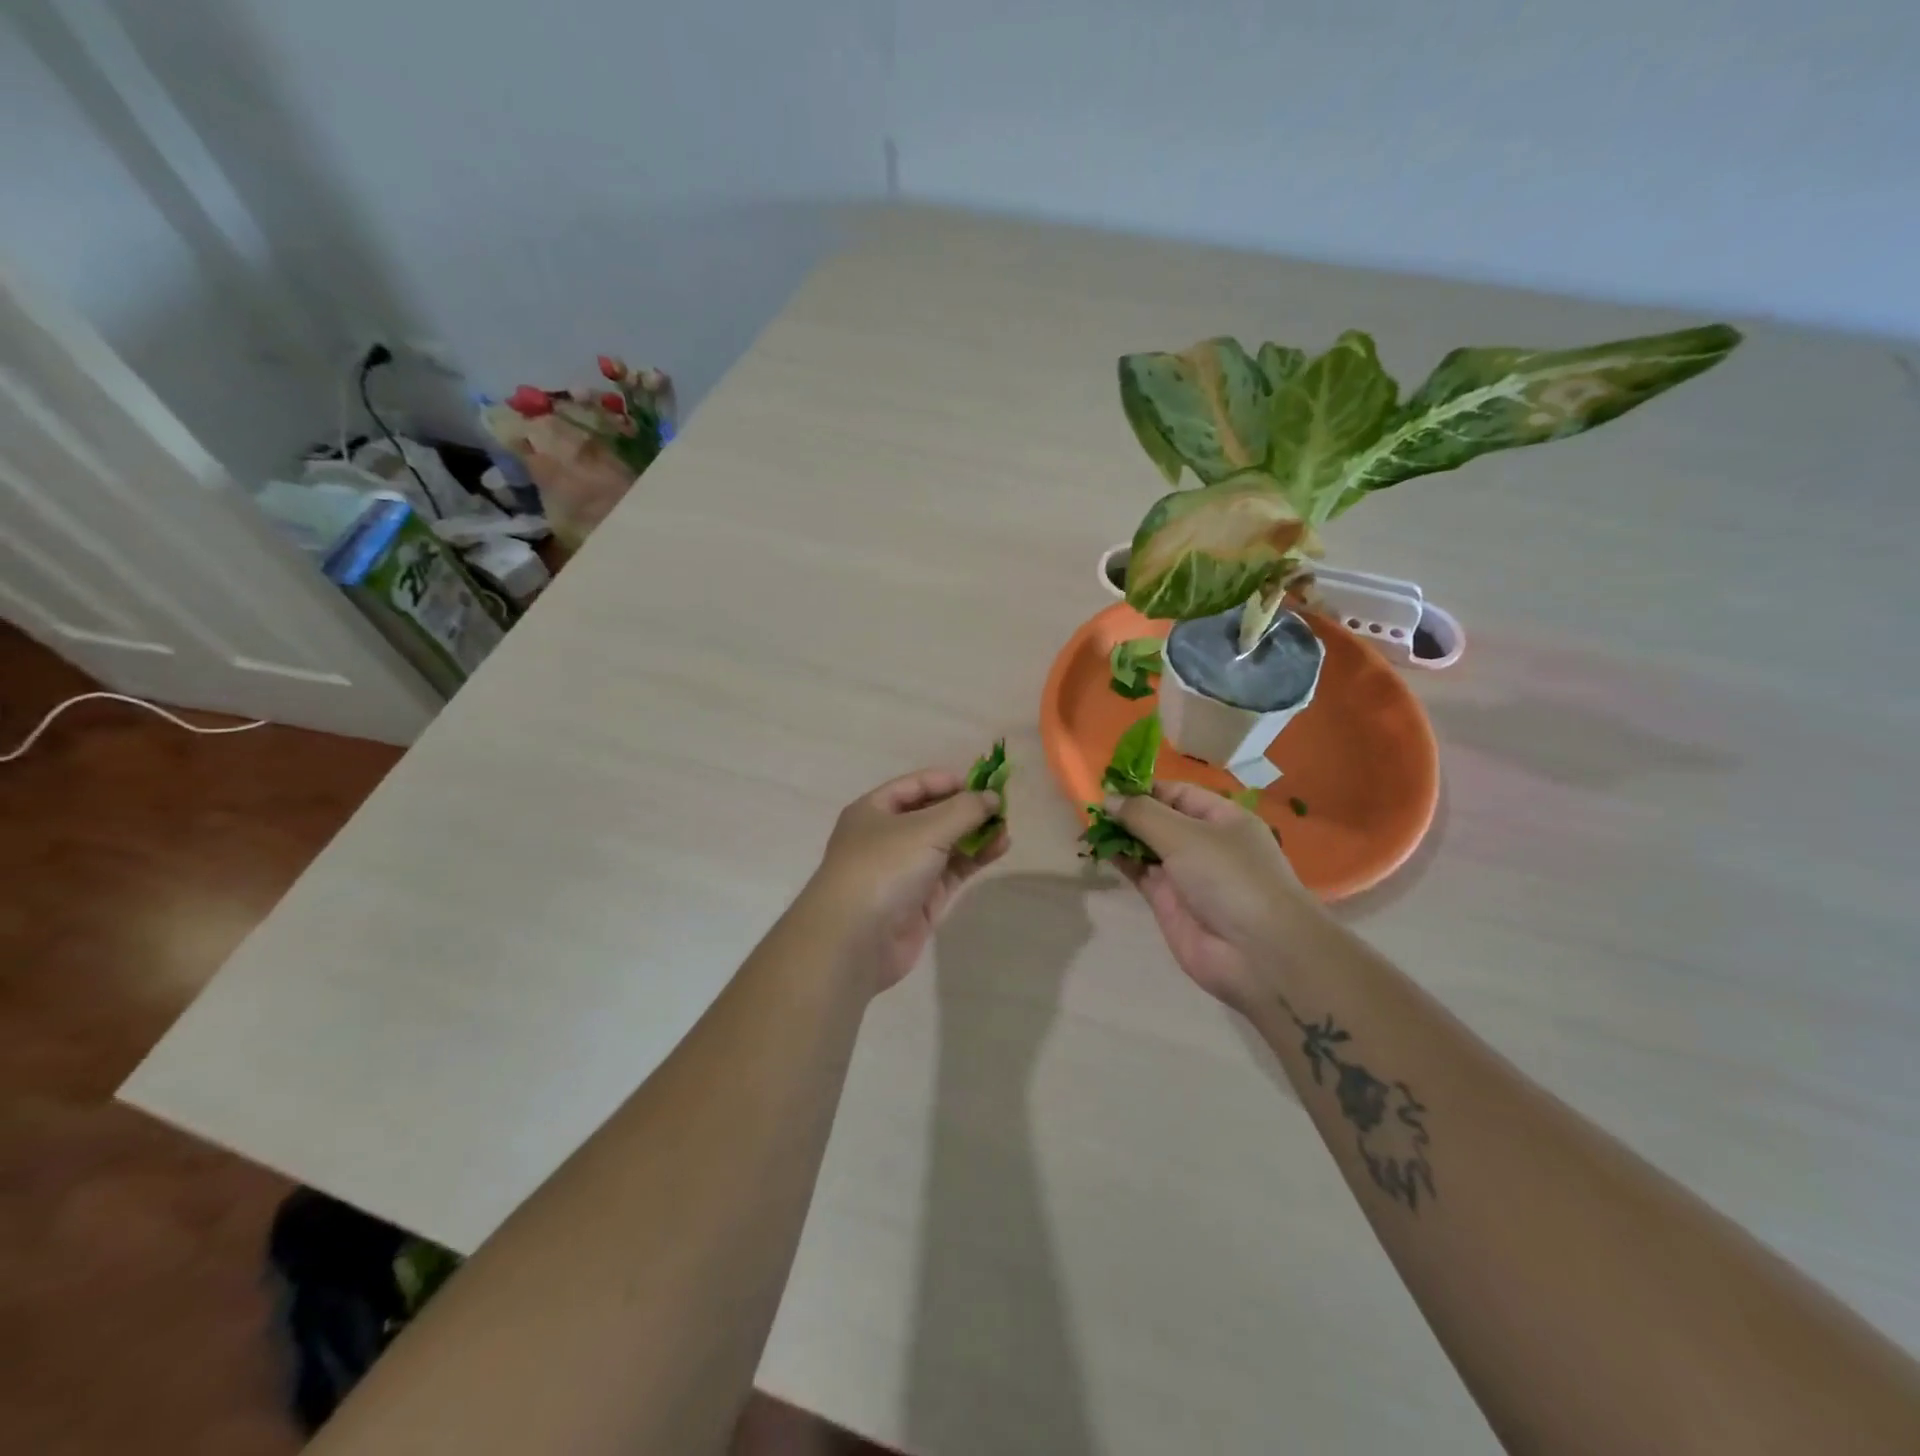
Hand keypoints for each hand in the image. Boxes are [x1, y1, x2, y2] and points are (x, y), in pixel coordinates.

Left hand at [807, 768, 1007, 990]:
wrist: (854, 940)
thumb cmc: (883, 868)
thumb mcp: (925, 829)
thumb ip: (964, 809)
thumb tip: (993, 797)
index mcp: (874, 810)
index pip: (916, 785)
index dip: (949, 781)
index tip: (984, 783)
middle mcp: (887, 836)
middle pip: (933, 814)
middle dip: (966, 809)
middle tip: (1002, 807)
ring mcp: (905, 870)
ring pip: (946, 844)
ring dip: (975, 834)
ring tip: (1006, 829)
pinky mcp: (921, 899)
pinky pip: (952, 871)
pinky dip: (975, 858)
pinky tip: (1000, 848)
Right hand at [1105, 781, 1321, 1012]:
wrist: (1256, 953)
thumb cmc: (1229, 877)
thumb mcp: (1185, 835)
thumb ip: (1142, 815)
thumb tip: (1108, 798)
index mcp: (1222, 818)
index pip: (1178, 793)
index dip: (1144, 788)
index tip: (1108, 784)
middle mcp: (1205, 843)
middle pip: (1160, 819)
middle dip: (1129, 812)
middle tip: (1091, 805)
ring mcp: (1186, 874)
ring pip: (1147, 847)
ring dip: (1121, 835)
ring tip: (1088, 824)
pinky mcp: (1168, 903)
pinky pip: (1140, 873)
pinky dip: (1121, 860)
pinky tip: (1098, 848)